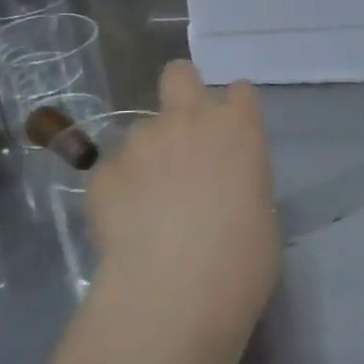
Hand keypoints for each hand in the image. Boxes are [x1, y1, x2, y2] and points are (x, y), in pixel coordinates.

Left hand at [83, 62, 280, 363]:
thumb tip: (224, 189)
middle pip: (179, 75)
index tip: (231, 134)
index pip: (240, 92)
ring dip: (147, 156)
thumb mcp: (261, 211)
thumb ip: (241, 181)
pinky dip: (119, 191)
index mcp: (239, 128)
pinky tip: (126, 226)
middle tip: (182, 135)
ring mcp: (141, 142)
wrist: (178, 288)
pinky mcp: (102, 172)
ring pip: (140, 131)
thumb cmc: (243, 257)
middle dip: (180, 91)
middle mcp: (189, 120)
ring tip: (149, 205)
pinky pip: (113, 171)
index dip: (234, 109)